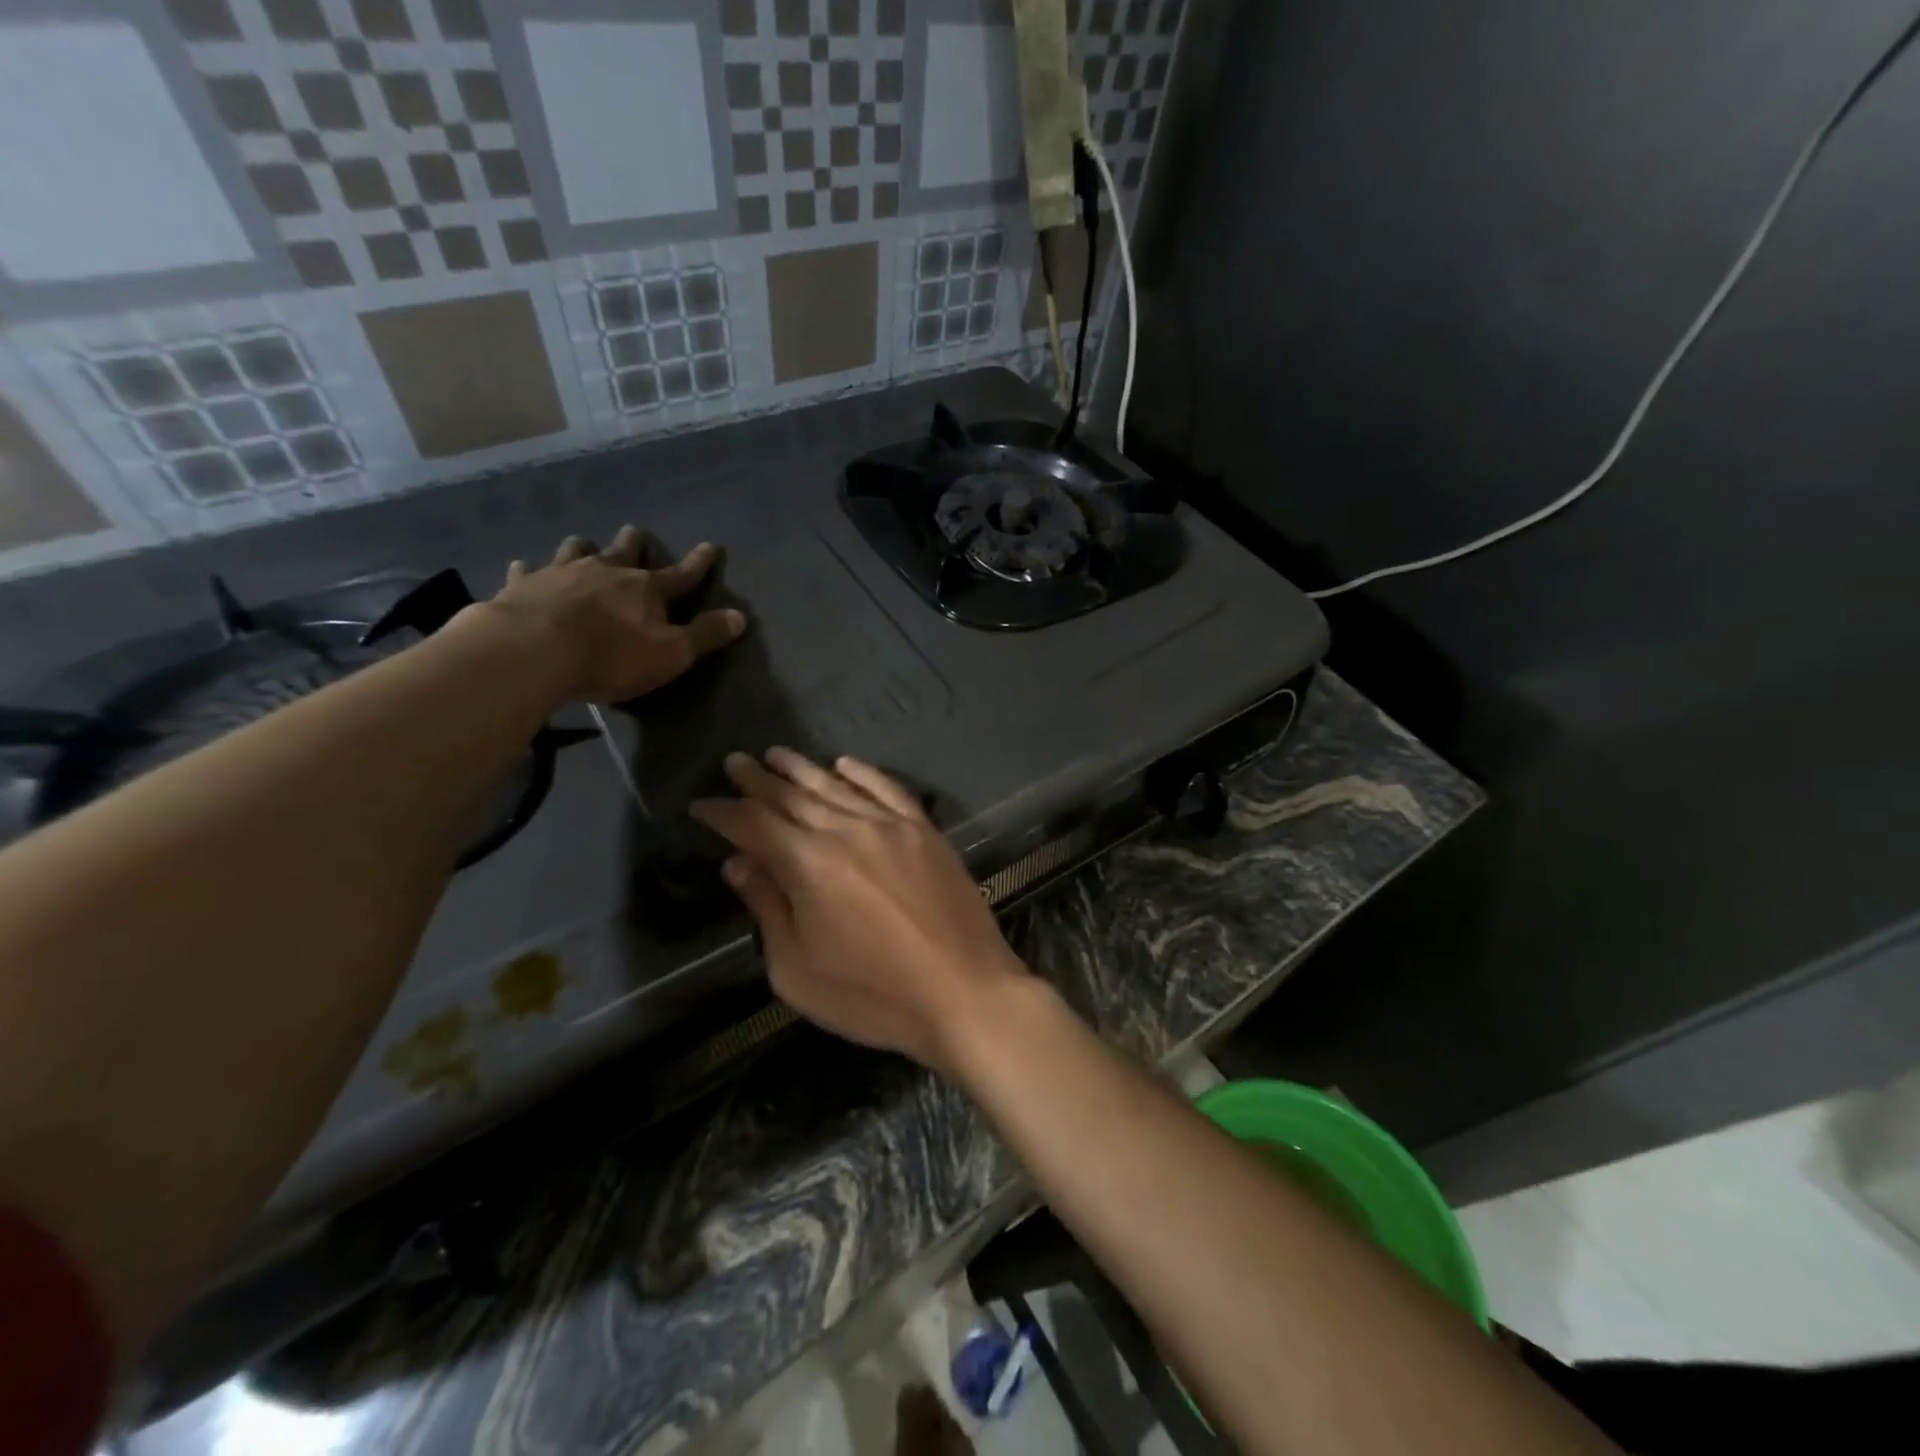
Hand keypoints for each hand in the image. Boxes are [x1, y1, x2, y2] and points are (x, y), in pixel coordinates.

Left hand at [484, 526, 745, 703]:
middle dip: (633, 542)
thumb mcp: (671, 654)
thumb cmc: (612, 657)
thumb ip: (705, 635)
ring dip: (582, 547)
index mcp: (646, 589)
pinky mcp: (523, 586)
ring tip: (582, 543)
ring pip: (575, 551)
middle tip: (634, 532)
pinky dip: (528, 569)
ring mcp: (561, 574)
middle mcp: (606, 572)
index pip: (681, 574)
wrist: (535, 651)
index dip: (698, 563)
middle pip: (624, 551)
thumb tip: (741, 617)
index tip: (710, 546)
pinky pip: (527, 571)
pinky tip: (522, 567)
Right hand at [690, 749, 1028, 1072]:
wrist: (964, 992)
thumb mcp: (797, 969)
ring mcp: (891, 826)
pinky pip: (888, 790)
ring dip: (802, 770)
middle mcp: (847, 831)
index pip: (754, 824)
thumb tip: (738, 863)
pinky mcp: (925, 831)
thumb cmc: (873, 995)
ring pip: (836, 787)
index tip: (701, 805)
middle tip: (735, 761)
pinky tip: (845, 763)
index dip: (723, 813)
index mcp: (809, 864)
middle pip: (792, 797)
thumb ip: (767, 908)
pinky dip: (864, 773)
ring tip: (776, 754)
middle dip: (758, 780)